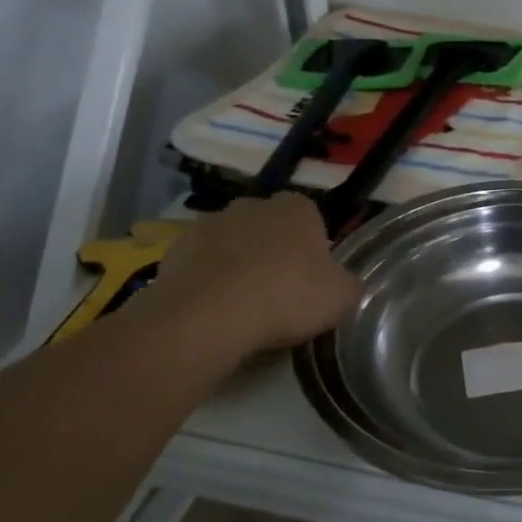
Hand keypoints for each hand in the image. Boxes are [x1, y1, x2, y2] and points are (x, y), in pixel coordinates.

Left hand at [140, 195, 360, 359]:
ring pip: (232, 245)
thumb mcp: (342, 297)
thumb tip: (343, 284)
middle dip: (272, 252)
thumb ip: (347, 284)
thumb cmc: (287, 296)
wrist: (208, 316)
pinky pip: (201, 266)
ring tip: (243, 309)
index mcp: (297, 207)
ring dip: (237, 266)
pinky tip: (214, 313)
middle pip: (268, 228)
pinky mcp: (174, 251)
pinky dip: (207, 283)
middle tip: (280, 293)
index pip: (310, 218)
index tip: (311, 279)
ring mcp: (209, 225)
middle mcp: (252, 205)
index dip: (312, 248)